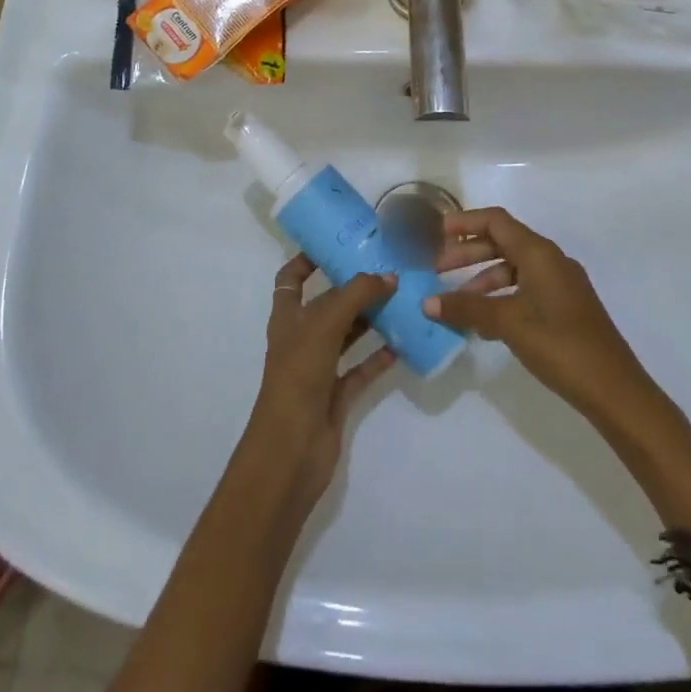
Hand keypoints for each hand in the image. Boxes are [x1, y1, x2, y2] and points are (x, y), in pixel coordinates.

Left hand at [246, 256, 396, 519]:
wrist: (292, 448)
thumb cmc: (299, 374)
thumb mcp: (325, 322)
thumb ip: (357, 294)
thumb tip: (388, 276)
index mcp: (287, 316)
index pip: (291, 278)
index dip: (307, 259)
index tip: (336, 244)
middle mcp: (301, 337)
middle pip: (327, 304)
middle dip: (352, 288)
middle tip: (385, 268)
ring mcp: (318, 368)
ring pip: (347, 335)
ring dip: (370, 319)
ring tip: (401, 299)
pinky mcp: (336, 395)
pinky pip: (361, 369)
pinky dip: (379, 357)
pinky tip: (403, 344)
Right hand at [423, 208, 660, 425]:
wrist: (614, 390)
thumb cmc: (559, 345)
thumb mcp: (507, 323)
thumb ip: (466, 308)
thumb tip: (427, 302)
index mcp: (539, 253)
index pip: (495, 221)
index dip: (464, 222)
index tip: (435, 234)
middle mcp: (550, 260)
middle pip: (502, 242)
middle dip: (467, 253)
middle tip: (437, 270)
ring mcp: (561, 284)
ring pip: (513, 268)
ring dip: (482, 278)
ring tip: (456, 301)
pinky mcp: (565, 307)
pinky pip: (524, 289)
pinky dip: (500, 296)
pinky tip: (484, 324)